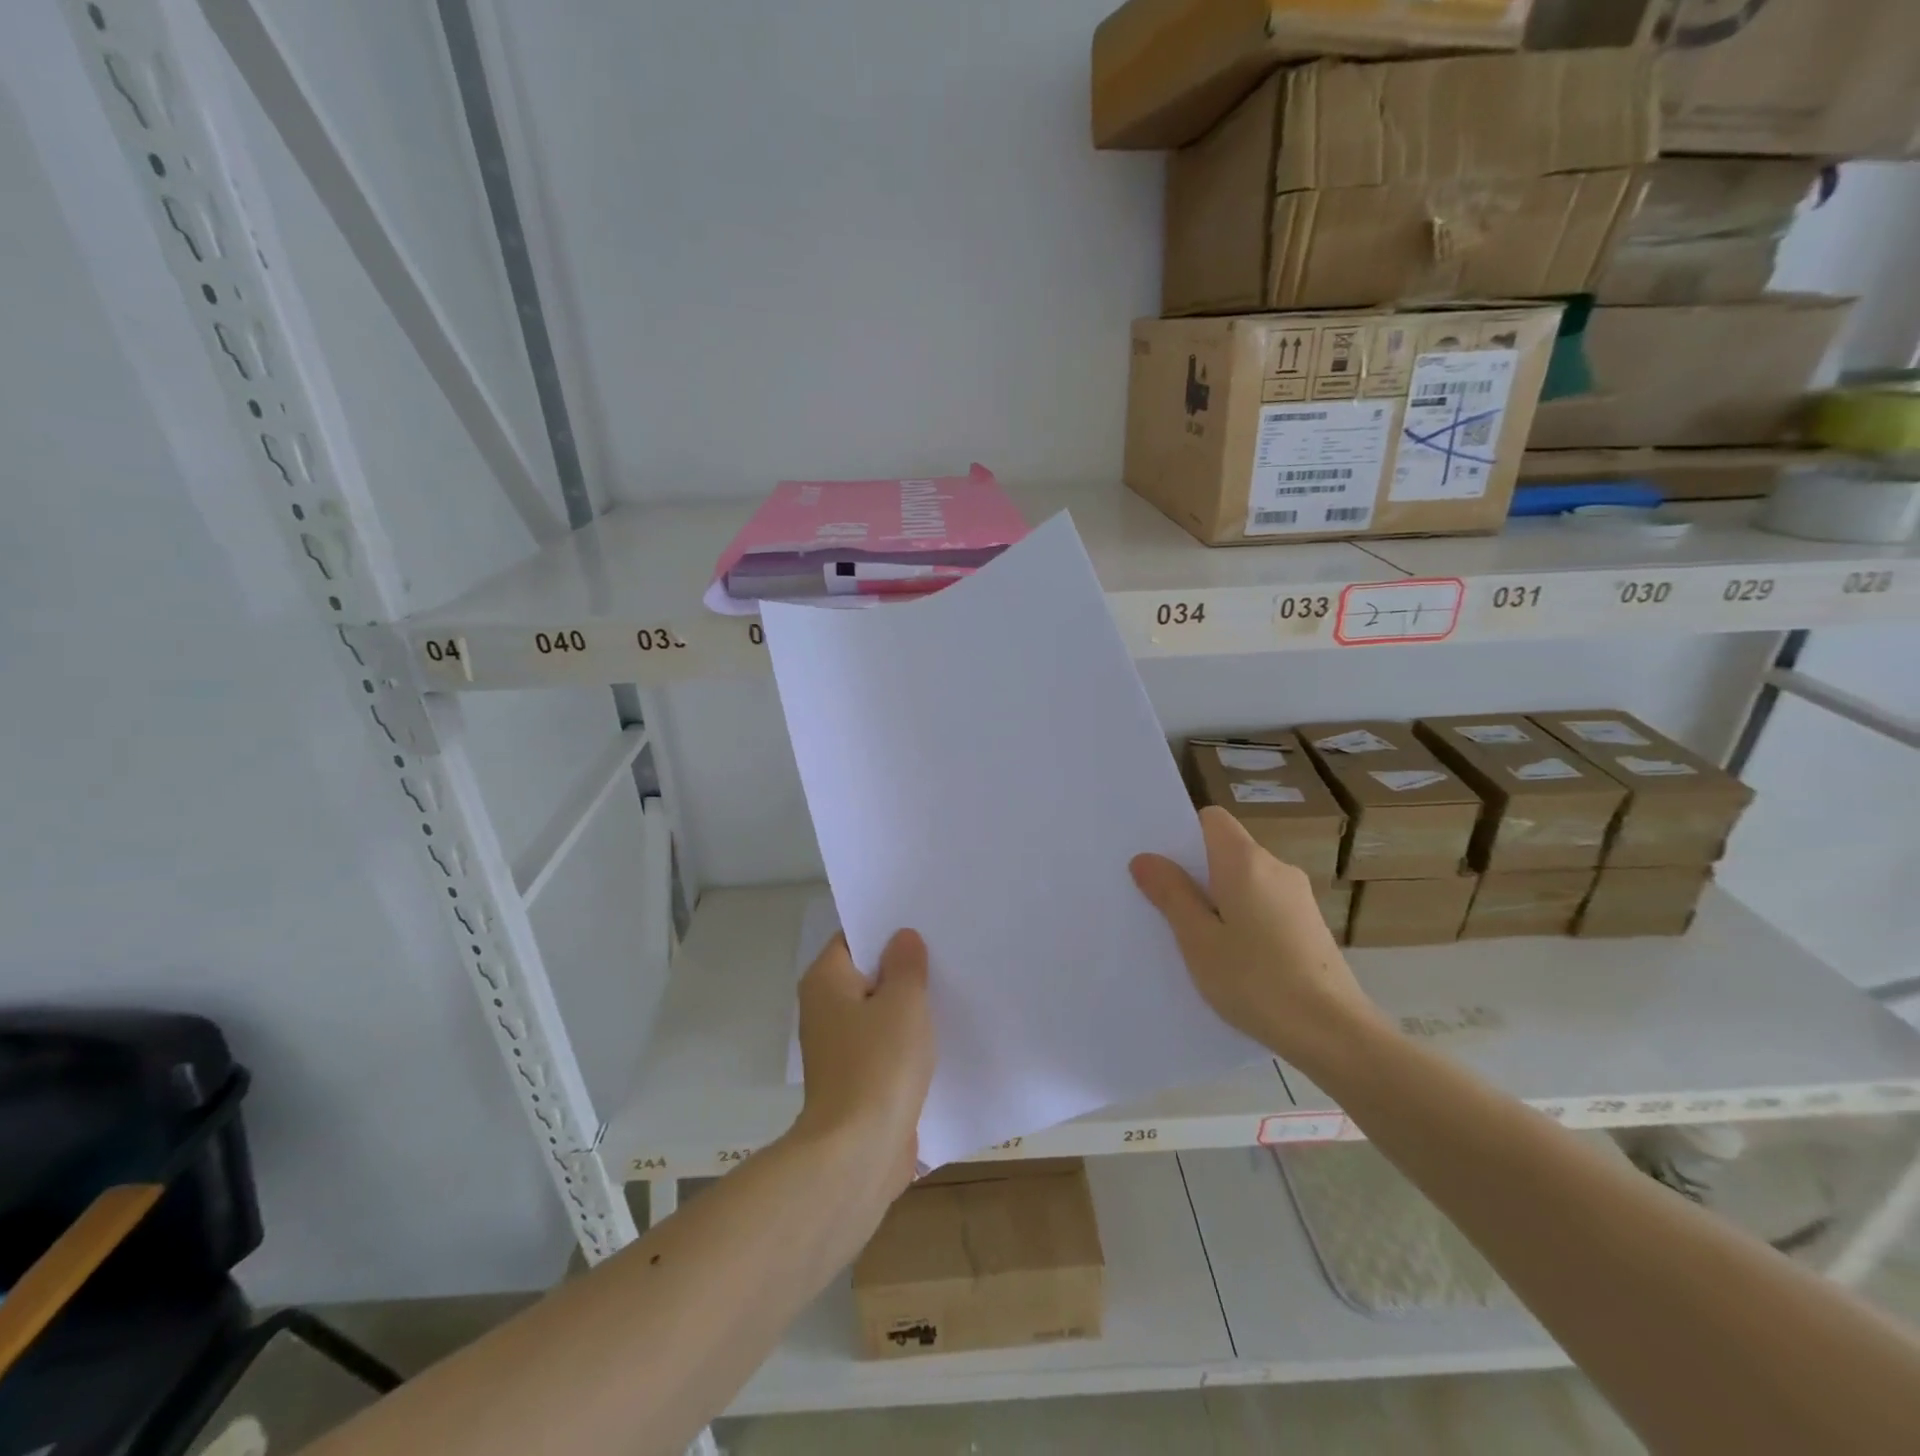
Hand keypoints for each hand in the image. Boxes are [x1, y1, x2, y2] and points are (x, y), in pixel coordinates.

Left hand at [792, 930, 935, 1201]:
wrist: (858, 1153)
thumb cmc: (879, 1064)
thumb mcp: (903, 1003)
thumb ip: (906, 965)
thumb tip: (902, 937)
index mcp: (826, 981)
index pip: (854, 938)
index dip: (887, 928)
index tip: (923, 921)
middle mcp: (825, 1009)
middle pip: (867, 974)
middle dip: (903, 966)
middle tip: (945, 949)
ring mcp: (839, 1047)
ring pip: (878, 1011)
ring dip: (908, 1006)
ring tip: (951, 987)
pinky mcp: (857, 1079)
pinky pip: (884, 1045)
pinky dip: (907, 1039)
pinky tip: (942, 1034)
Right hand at [1131, 806, 1380, 1071]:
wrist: (1334, 1034)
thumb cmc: (1256, 981)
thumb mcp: (1198, 940)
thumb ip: (1171, 894)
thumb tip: (1145, 858)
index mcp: (1246, 861)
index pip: (1211, 819)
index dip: (1184, 835)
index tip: (1163, 867)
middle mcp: (1276, 867)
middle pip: (1227, 850)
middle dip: (1196, 872)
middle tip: (1166, 907)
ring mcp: (1299, 897)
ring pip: (1245, 881)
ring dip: (1220, 899)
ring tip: (1198, 940)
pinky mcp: (1310, 925)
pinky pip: (1264, 904)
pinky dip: (1243, 918)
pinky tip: (1234, 958)